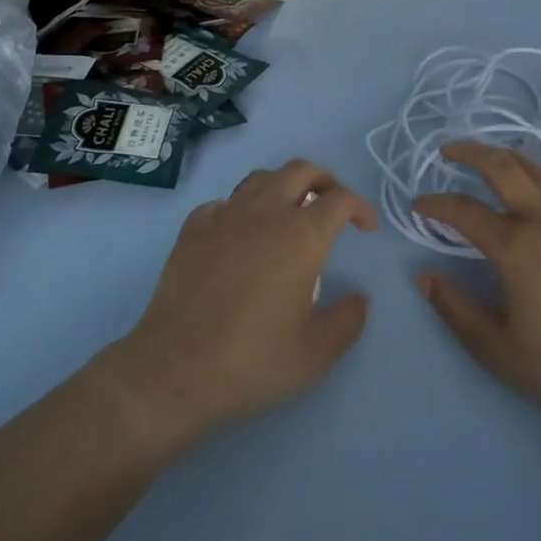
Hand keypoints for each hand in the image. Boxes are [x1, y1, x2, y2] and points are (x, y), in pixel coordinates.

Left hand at [104, 160, 377, 455]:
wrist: (174, 370)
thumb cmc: (252, 360)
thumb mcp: (315, 354)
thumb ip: (347, 321)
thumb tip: (360, 299)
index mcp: (302, 236)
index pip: (340, 199)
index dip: (360, 207)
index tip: (366, 228)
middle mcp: (266, 213)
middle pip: (301, 170)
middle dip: (324, 180)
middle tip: (331, 205)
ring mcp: (225, 217)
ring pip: (260, 178)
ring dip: (282, 186)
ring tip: (288, 212)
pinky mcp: (192, 231)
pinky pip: (222, 203)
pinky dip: (238, 208)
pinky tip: (238, 233)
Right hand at [413, 137, 540, 426]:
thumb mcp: (497, 349)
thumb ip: (455, 310)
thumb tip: (422, 276)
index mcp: (515, 248)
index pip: (464, 213)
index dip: (435, 205)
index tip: (418, 205)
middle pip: (503, 171)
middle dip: (470, 154)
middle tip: (448, 152)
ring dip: (514, 156)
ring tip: (493, 153)